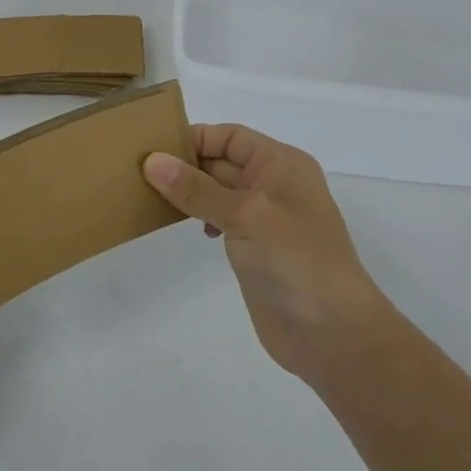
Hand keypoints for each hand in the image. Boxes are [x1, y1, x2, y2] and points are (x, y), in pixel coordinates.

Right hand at [144, 125, 387, 380]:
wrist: (333, 334)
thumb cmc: (296, 261)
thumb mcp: (245, 215)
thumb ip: (196, 188)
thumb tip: (152, 161)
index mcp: (280, 164)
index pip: (229, 136)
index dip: (193, 139)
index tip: (151, 151)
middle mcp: (273, 184)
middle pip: (220, 159)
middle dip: (184, 164)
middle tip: (137, 173)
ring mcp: (264, 217)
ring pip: (216, 190)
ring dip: (187, 191)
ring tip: (149, 197)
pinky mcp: (254, 246)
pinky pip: (218, 217)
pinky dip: (197, 215)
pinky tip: (182, 226)